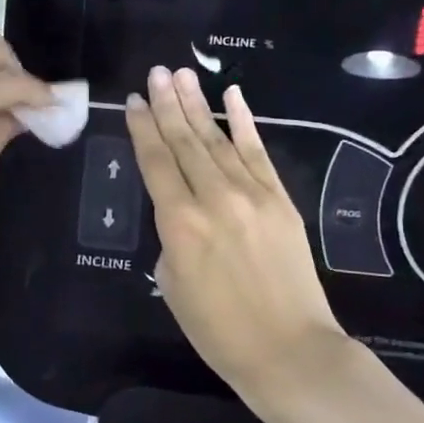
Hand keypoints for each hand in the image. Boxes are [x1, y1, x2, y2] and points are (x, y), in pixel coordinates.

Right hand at [125, 66, 354, 409]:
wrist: (288, 350)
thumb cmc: (217, 328)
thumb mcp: (172, 282)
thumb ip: (172, 235)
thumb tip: (181, 209)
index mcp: (179, 222)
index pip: (155, 162)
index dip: (143, 128)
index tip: (134, 100)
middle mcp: (214, 198)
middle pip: (185, 141)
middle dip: (168, 104)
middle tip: (156, 72)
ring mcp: (252, 194)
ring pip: (218, 139)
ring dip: (198, 105)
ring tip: (182, 74)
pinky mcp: (280, 199)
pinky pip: (258, 152)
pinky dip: (245, 122)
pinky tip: (233, 96)